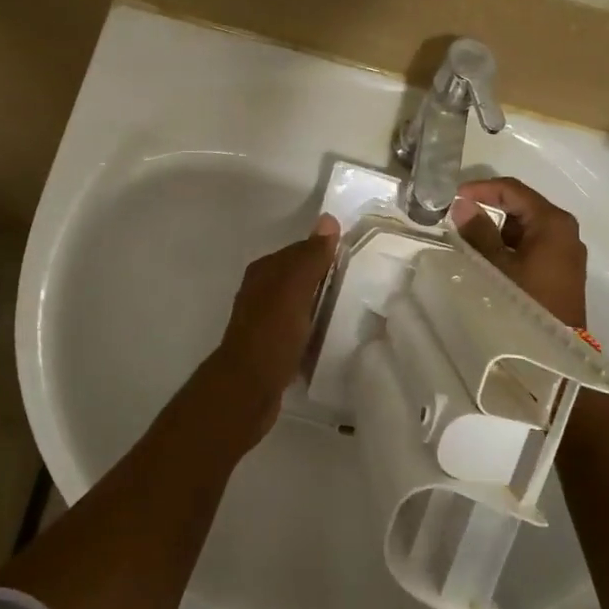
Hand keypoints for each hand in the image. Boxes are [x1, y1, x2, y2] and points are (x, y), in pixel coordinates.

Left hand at [208, 215, 341, 425]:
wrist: (248, 389)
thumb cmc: (272, 333)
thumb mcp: (295, 289)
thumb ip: (311, 256)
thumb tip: (328, 219)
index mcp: (264, 272)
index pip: (299, 250)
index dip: (325, 252)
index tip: (355, 258)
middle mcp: (260, 292)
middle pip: (299, 277)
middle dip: (324, 279)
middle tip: (360, 284)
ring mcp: (264, 322)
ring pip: (299, 304)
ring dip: (320, 305)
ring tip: (350, 310)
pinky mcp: (271, 348)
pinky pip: (298, 330)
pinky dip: (313, 329)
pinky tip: (330, 338)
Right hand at [449, 178, 588, 327]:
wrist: (556, 352)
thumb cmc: (525, 302)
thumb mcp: (496, 265)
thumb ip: (478, 232)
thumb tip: (463, 205)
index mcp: (552, 222)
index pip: (513, 190)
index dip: (481, 189)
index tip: (453, 197)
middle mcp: (564, 230)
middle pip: (521, 207)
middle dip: (488, 210)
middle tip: (457, 219)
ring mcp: (565, 251)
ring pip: (525, 229)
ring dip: (498, 231)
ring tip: (468, 243)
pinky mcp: (561, 270)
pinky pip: (532, 246)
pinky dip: (510, 247)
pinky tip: (489, 261)